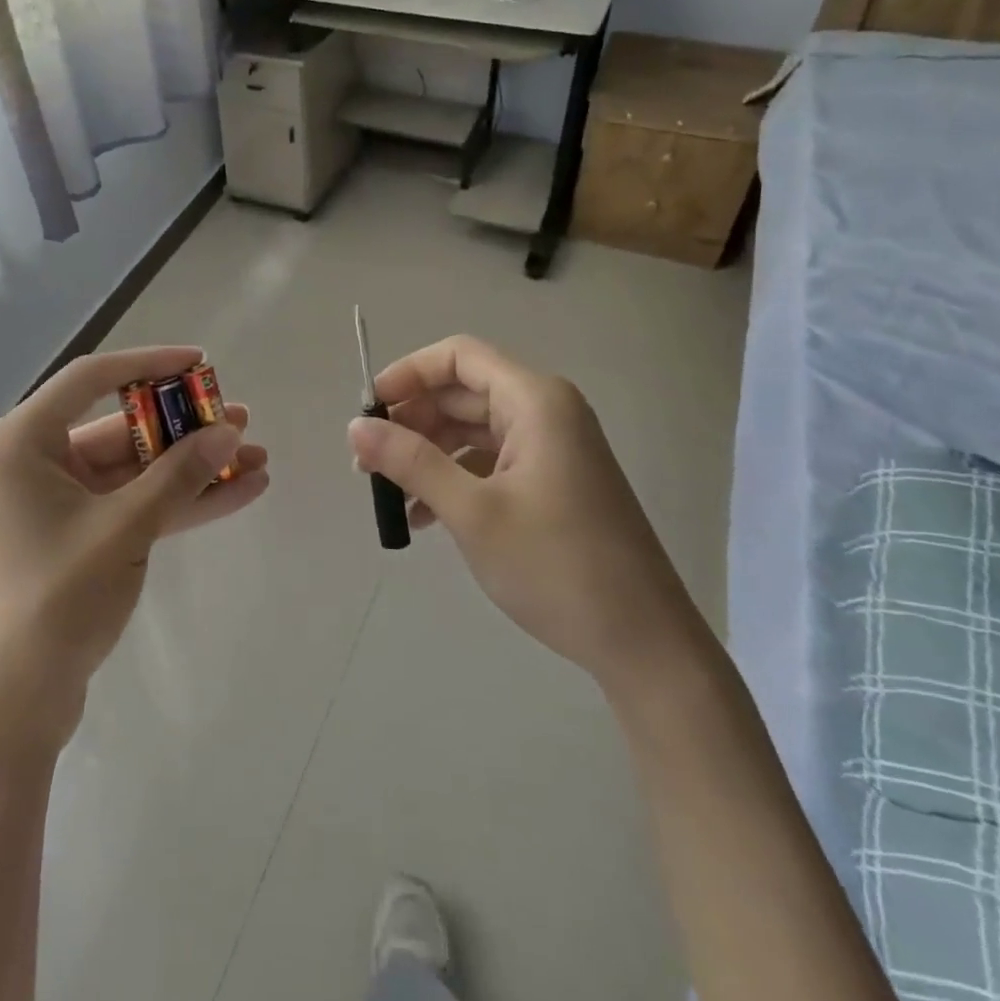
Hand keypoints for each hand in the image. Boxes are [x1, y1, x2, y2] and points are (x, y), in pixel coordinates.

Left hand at [0, 347, 269, 745]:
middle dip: (186, 428)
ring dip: (193, 466)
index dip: (150, 364)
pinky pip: (136, 503)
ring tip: (256, 457)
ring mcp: (60, 501)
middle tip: (242, 420)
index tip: (201, 362)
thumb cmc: (55, 601)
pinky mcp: (80, 535)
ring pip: (137, 469)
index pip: (92, 378)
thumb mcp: (124, 529)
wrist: (14, 705)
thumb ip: (180, 475)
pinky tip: (237, 492)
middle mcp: (36, 460)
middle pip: (123, 426)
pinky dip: (180, 500)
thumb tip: (230, 431)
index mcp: (23, 441)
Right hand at [346, 335, 700, 687]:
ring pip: (472, 430)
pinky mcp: (552, 482)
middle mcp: (545, 412)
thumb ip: (411, 462)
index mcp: (534, 401)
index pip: (458, 356)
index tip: (368, 410)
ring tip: (388, 493)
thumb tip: (355, 427)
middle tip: (367, 461)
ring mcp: (551, 448)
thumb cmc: (556, 565)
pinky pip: (490, 462)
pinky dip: (453, 479)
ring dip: (427, 455)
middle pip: (462, 393)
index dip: (408, 373)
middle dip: (411, 421)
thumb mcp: (472, 511)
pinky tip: (423, 519)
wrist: (644, 643)